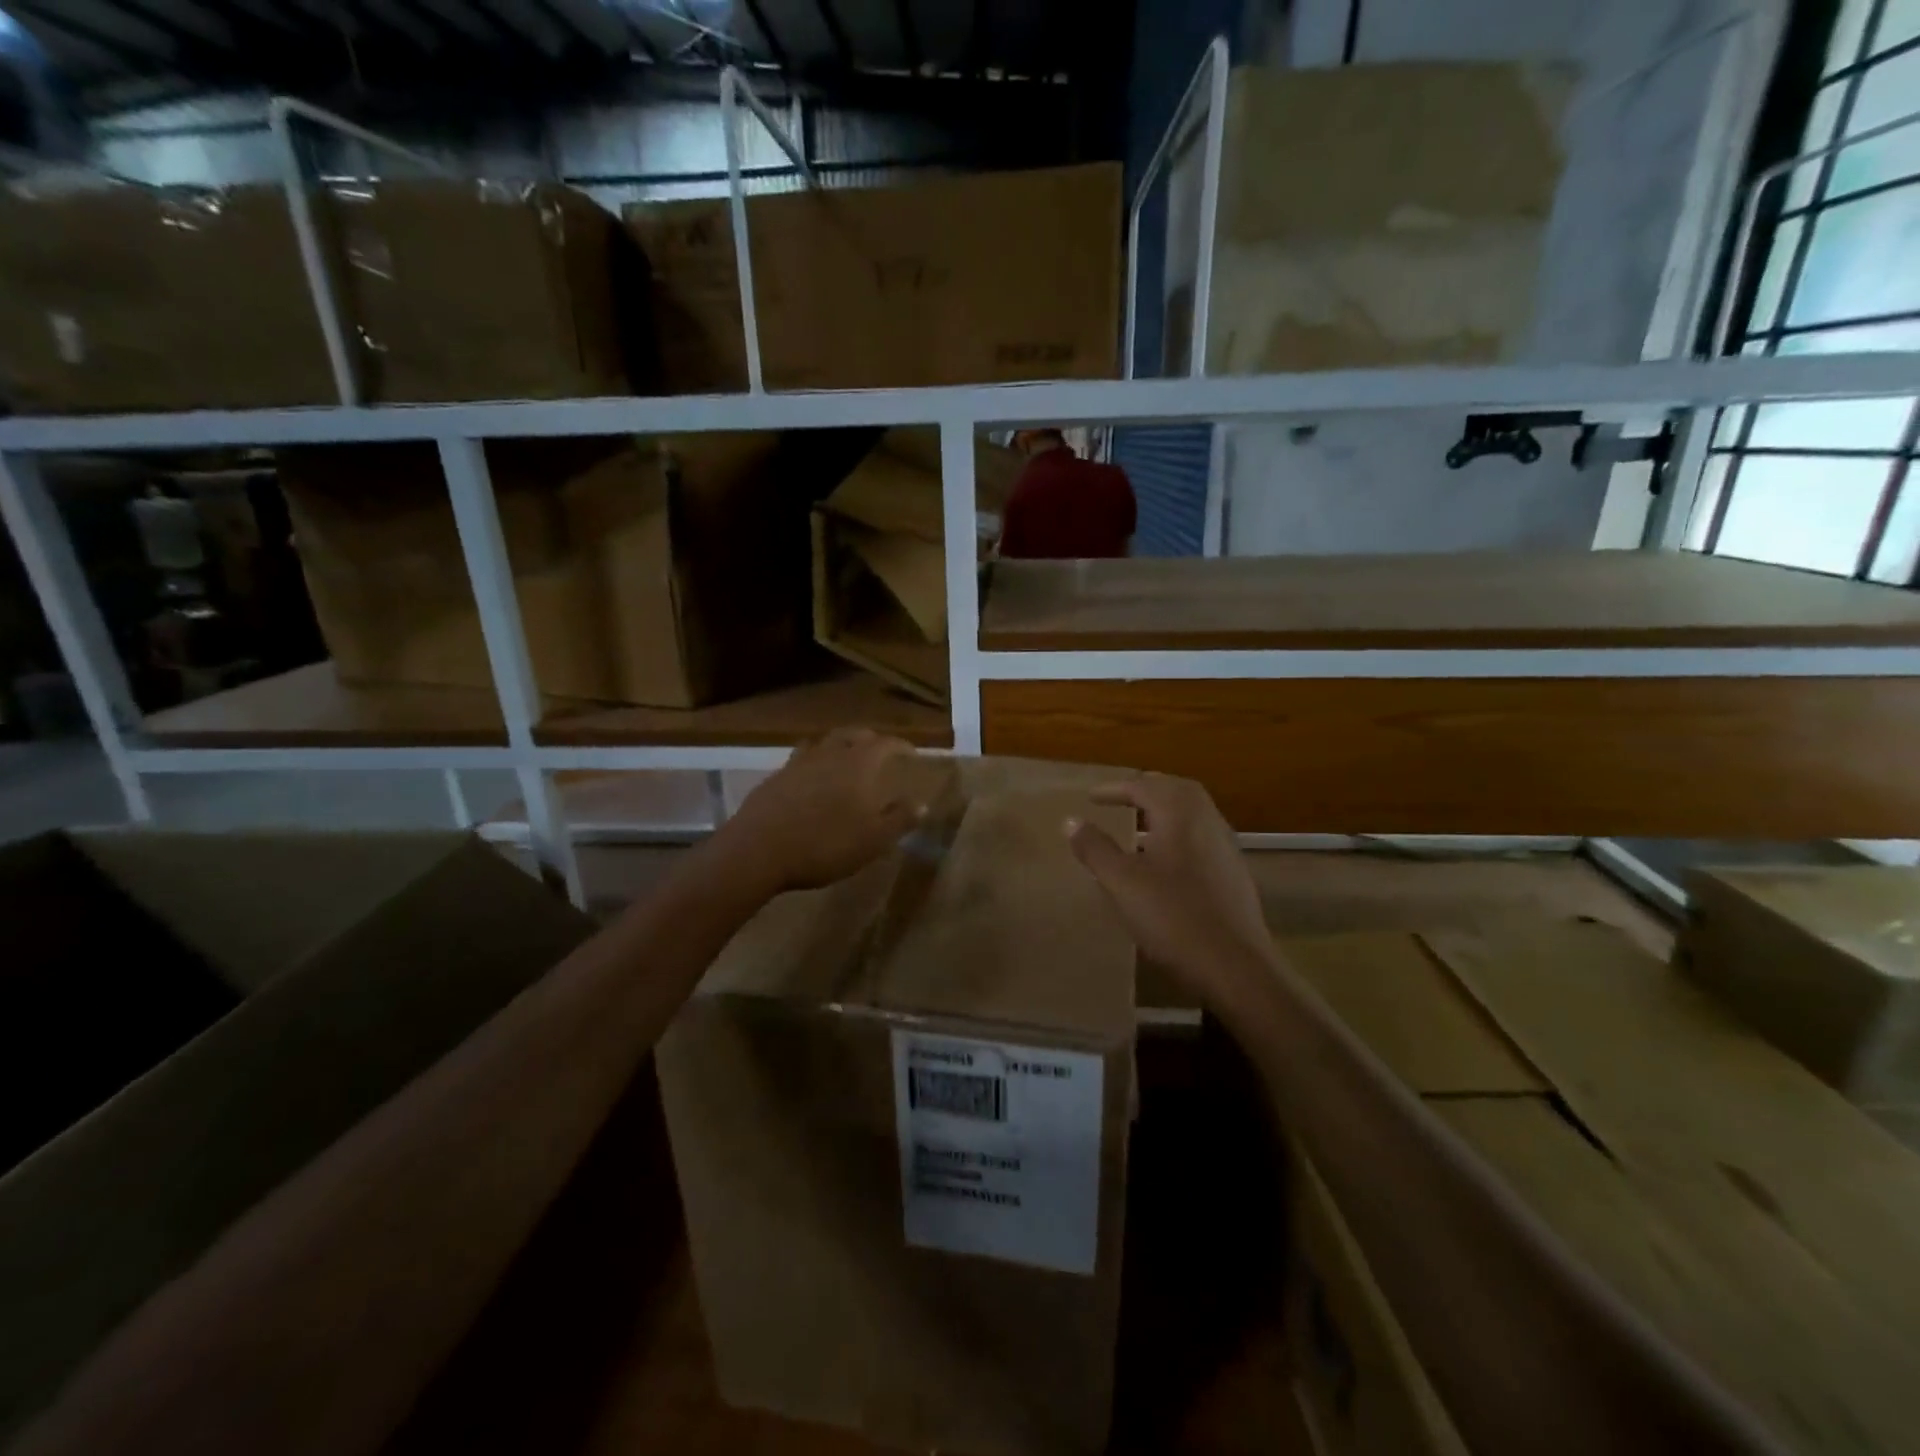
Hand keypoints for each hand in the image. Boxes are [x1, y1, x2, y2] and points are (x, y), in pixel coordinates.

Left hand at [710, 727, 935, 896]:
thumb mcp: (873, 840)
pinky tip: (814, 779)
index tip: (912, 754)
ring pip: (826, 742)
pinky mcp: (776, 776)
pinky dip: (816, 761)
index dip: (902, 746)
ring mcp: (800, 762)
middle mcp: (831, 753)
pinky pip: (803, 758)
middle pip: (855, 734)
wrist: (759, 850)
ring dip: (841, 745)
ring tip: (848, 759)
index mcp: (860, 763)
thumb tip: (923, 804)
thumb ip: (899, 819)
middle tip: (882, 752)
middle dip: (872, 740)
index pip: (887, 743)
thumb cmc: (825, 844)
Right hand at [1067, 774, 1276, 1013]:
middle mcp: (1207, 821)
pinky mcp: (1233, 874)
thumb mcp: (1122, 882)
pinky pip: (1200, 837)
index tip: (1091, 797)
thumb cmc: (1173, 917)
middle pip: (1175, 790)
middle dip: (1146, 789)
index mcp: (1180, 814)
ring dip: (1164, 811)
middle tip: (1120, 798)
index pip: (1144, 786)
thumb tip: (1071, 820)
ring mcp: (1225, 847)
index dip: (1114, 789)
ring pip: (1192, 814)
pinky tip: (1163, 862)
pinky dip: (1177, 834)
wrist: (1235, 967)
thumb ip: (1095, 848)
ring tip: (1137, 827)